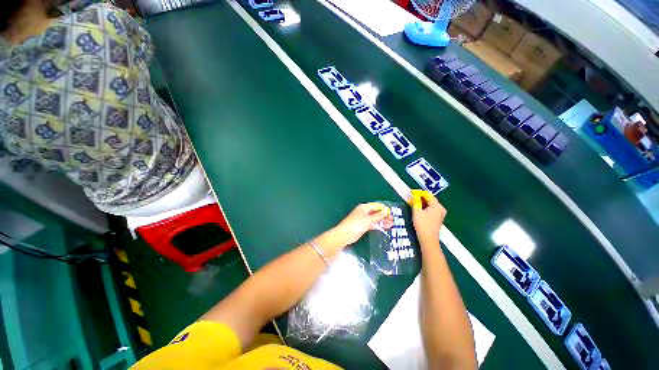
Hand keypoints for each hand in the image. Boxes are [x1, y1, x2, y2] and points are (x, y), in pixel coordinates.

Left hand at [332, 203, 393, 245]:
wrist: (346, 234)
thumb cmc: (357, 224)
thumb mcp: (369, 219)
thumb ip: (378, 216)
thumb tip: (386, 211)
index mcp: (364, 207)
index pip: (376, 206)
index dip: (383, 209)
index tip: (391, 212)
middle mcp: (364, 212)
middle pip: (376, 212)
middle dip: (384, 215)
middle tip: (393, 219)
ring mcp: (364, 219)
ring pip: (375, 219)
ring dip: (382, 221)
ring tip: (391, 224)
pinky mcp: (363, 226)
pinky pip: (373, 224)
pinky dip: (378, 225)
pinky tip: (385, 227)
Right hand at [411, 190, 446, 243]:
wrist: (428, 239)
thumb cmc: (422, 224)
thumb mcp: (417, 211)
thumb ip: (416, 201)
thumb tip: (414, 194)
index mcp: (437, 206)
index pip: (427, 195)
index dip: (419, 193)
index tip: (410, 192)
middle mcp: (440, 208)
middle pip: (429, 200)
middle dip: (420, 198)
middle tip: (410, 197)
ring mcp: (440, 214)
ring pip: (429, 205)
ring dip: (421, 203)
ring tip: (412, 202)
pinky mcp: (437, 218)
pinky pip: (430, 209)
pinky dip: (423, 208)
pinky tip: (417, 208)